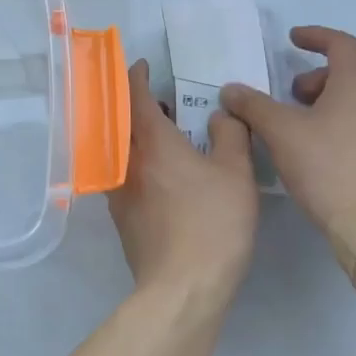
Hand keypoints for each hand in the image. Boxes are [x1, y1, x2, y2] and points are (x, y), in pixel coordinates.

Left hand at [108, 60, 259, 298]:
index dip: (137, 77)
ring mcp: (119, 192)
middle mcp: (127, 162)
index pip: (135, 97)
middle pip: (121, 121)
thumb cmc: (213, 224)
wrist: (181, 289)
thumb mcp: (236, 174)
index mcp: (153, 143)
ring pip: (121, 150)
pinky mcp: (122, 219)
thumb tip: (219, 114)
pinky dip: (137, 162)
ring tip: (163, 136)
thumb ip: (230, 135)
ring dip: (135, 135)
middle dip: (135, 105)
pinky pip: (124, 176)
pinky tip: (161, 176)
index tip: (142, 66)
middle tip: (160, 101)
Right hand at [220, 26, 355, 231]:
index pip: (342, 44)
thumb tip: (231, 90)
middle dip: (323, 75)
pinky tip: (326, 152)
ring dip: (336, 101)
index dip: (315, 36)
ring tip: (306, 125)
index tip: (293, 40)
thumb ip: (253, 106)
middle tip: (296, 94)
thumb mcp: (280, 133)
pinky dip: (349, 124)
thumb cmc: (327, 168)